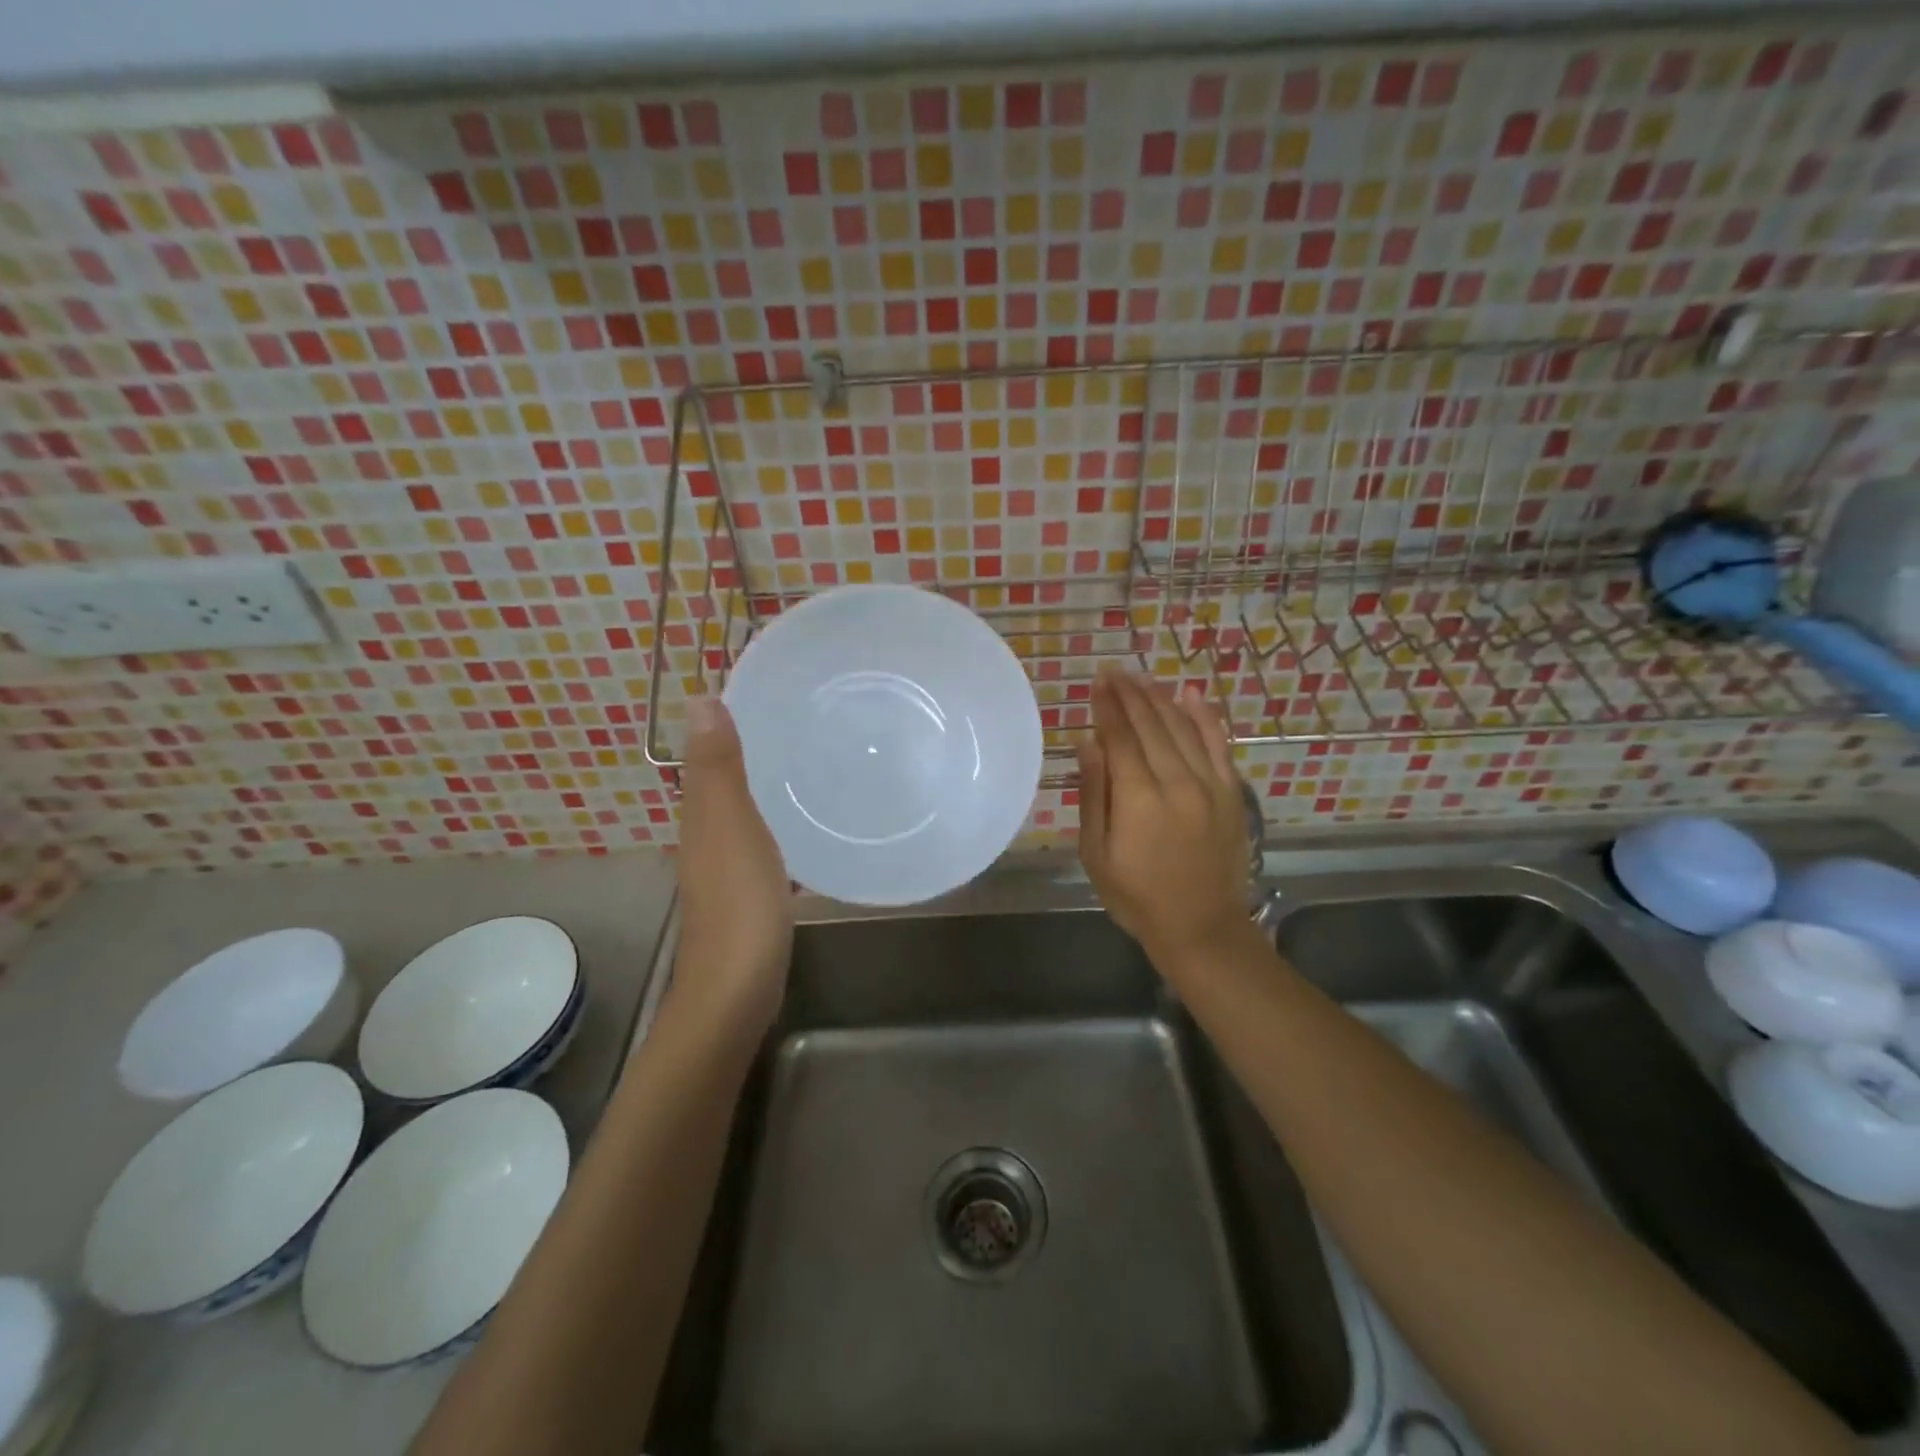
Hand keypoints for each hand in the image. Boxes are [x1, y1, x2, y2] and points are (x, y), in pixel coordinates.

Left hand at [673, 696, 792, 1037]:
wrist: (737, 989)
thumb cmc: (739, 903)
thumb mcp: (731, 827)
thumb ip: (718, 768)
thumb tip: (698, 698)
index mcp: (701, 816)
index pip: (708, 755)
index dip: (727, 722)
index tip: (767, 691)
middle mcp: (708, 837)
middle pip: (725, 781)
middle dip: (754, 749)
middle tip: (802, 719)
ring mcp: (728, 868)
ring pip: (745, 812)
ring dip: (767, 786)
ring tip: (813, 760)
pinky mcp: (752, 893)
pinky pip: (765, 842)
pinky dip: (779, 823)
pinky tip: (809, 824)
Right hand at [1076, 670, 1251, 967]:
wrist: (1202, 927)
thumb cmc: (1137, 896)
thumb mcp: (1097, 853)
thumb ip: (1094, 795)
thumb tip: (1089, 743)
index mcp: (1139, 799)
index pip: (1119, 737)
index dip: (1106, 706)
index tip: (1096, 681)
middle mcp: (1176, 782)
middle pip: (1150, 725)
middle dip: (1129, 694)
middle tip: (1113, 670)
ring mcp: (1209, 785)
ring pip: (1182, 727)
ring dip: (1159, 698)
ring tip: (1140, 677)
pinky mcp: (1231, 793)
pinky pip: (1219, 744)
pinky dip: (1204, 716)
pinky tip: (1190, 693)